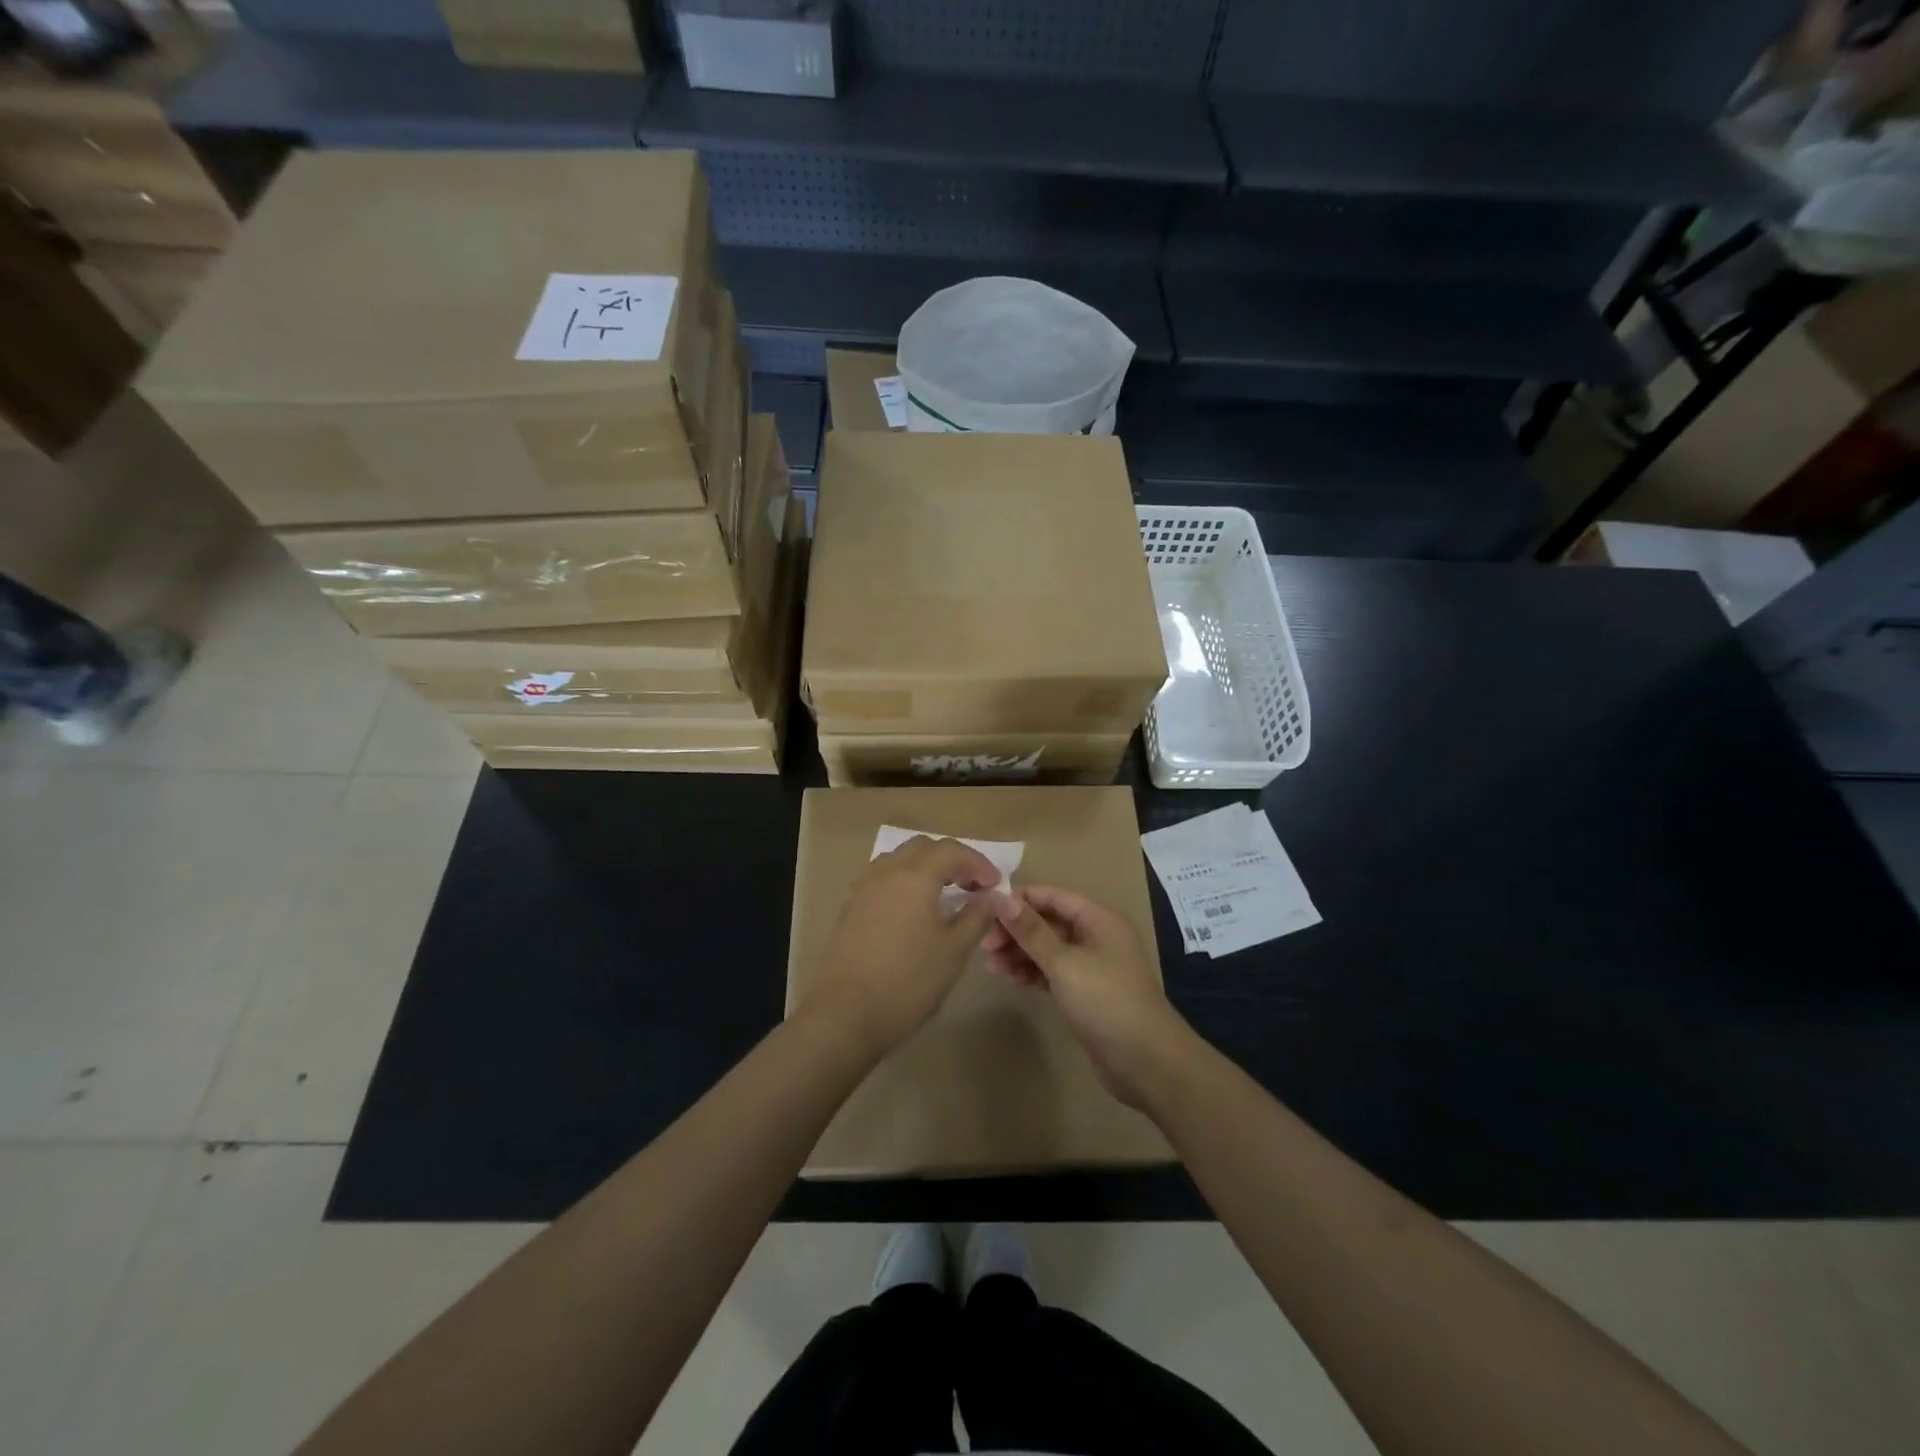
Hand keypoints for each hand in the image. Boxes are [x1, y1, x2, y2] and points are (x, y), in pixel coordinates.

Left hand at [798, 835, 1002, 1060]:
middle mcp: (887, 871)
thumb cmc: (907, 982)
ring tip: (944, 895)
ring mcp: (863, 888)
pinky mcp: (850, 907)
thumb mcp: (953, 952)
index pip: (952, 851)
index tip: (996, 885)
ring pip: (899, 859)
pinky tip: (913, 911)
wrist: (844, 1015)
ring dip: (926, 868)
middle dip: (952, 860)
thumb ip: (976, 917)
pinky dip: (904, 882)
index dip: (978, 863)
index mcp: (915, 875)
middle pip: (923, 848)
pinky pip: (882, 878)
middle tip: (972, 886)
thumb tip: (992, 897)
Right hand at [982, 886, 1195, 1109]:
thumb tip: (1001, 898)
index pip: (1052, 896)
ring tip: (992, 966)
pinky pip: (1054, 973)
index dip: (1020, 899)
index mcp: (1098, 920)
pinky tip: (1012, 980)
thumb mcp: (1064, 963)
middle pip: (1049, 922)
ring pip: (1049, 949)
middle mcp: (1096, 937)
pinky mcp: (1086, 993)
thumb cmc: (1106, 1001)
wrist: (1146, 1062)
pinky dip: (1033, 973)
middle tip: (984, 945)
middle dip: (1016, 930)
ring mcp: (1092, 966)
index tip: (985, 909)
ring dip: (1020, 953)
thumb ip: (1031, 931)